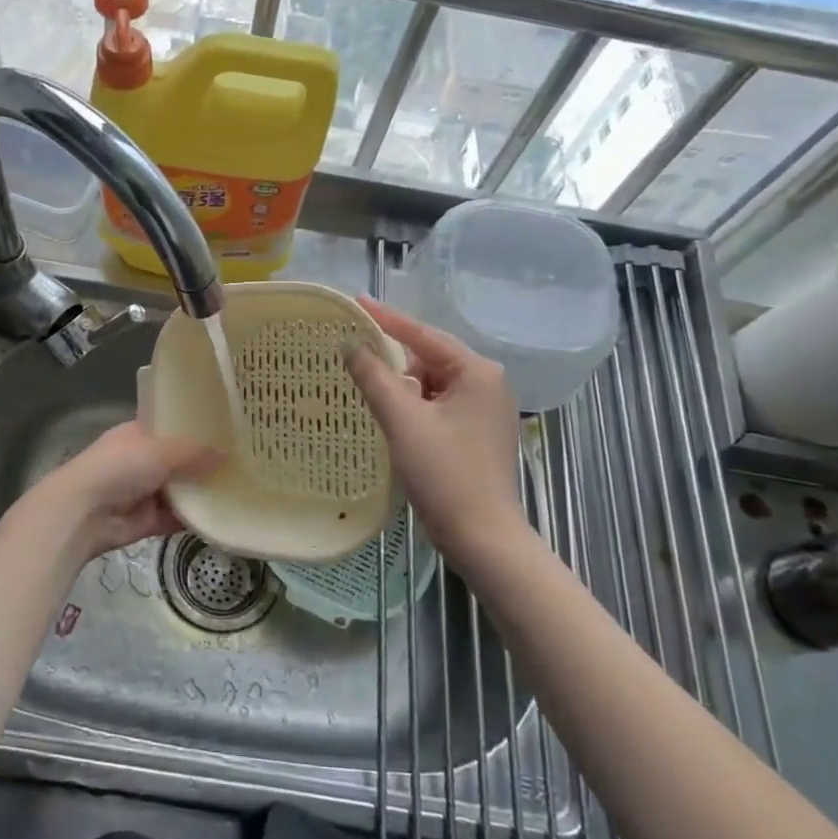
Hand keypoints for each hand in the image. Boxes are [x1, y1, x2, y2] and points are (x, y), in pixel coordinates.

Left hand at [23, 421, 223, 568]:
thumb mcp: (160, 451)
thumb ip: (194, 454)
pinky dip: (195, 518)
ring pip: (180, 490)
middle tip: (244, 460)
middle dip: (205, 462)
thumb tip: (226, 455)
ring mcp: (144, 492)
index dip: (196, 428)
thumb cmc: (118, 468)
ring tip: (242, 487)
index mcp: (138, 434)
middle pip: (180, 460)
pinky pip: (177, 517)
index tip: (228, 428)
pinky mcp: (148, 520)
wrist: (82, 513)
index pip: (171, 426)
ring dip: (203, 491)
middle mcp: (141, 460)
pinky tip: (224, 514)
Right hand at [347, 297, 526, 568]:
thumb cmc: (444, 474)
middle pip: (428, 359)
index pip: (423, 335)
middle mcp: (488, 383)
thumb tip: (350, 344)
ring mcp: (486, 409)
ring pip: (432, 384)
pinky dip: (415, 408)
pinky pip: (439, 405)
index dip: (386, 319)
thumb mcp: (402, 421)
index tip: (356, 301)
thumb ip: (374, 377)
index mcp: (477, 372)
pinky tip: (394, 420)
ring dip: (403, 390)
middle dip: (393, 363)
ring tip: (372, 398)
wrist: (482, 536)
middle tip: (356, 361)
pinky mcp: (478, 432)